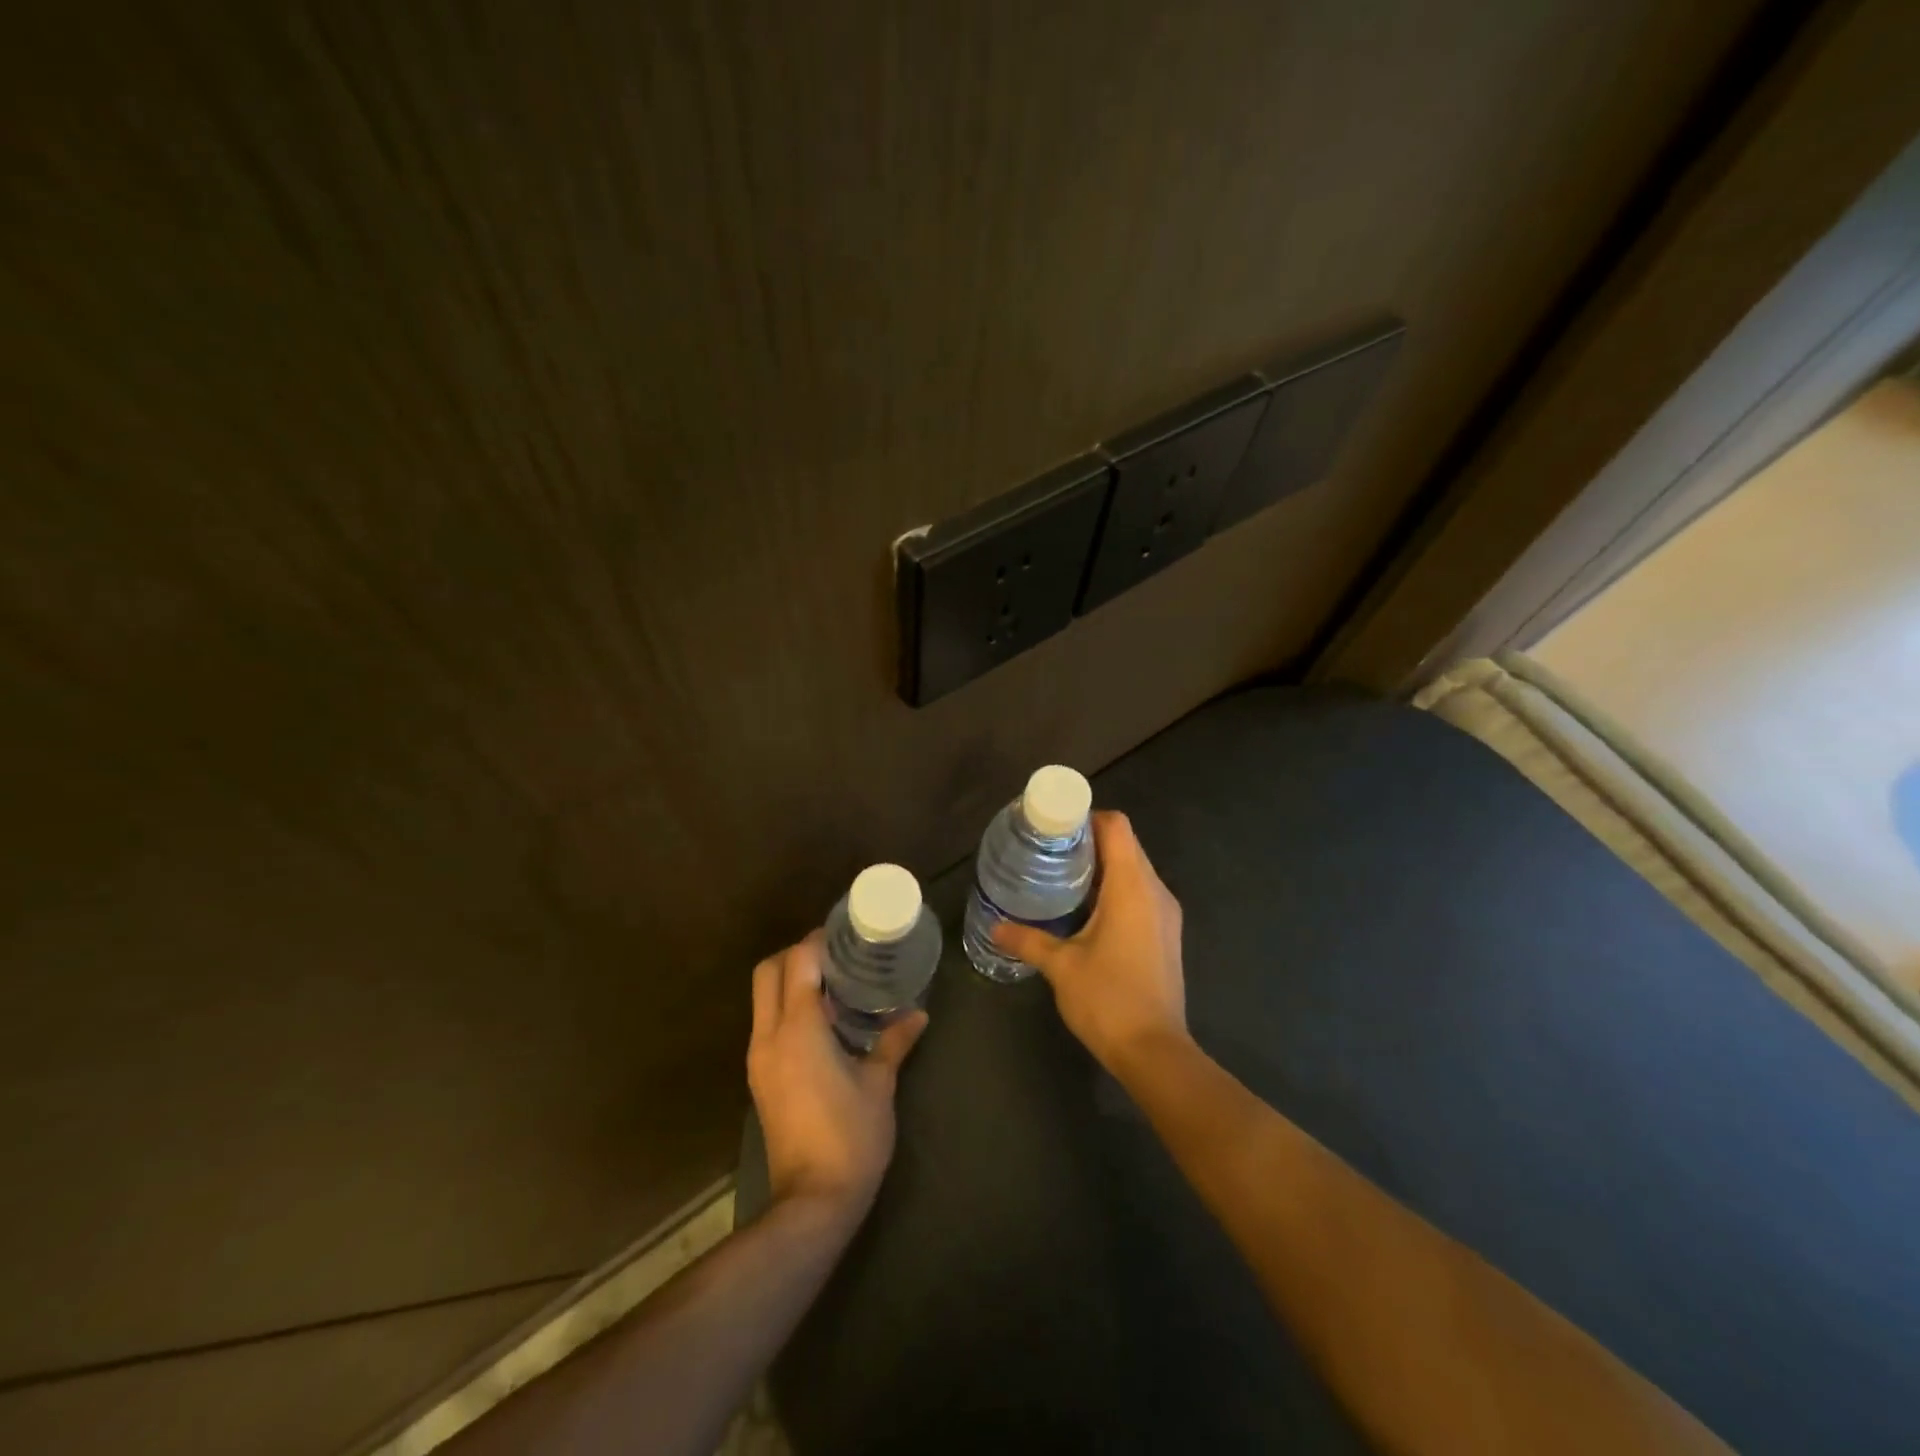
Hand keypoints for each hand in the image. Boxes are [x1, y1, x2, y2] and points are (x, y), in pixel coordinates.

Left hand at [748, 931, 927, 1223]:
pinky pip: (766, 1024)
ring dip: (790, 981)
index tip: (845, 934)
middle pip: (767, 972)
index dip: (818, 941)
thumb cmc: (851, 1136)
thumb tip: (917, 1014)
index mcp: (799, 1028)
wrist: (812, 1202)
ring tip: (833, 984)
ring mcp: (759, 1059)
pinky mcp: (759, 1079)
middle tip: (835, 956)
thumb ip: (895, 1042)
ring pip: (762, 998)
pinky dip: (787, 1008)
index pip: (798, 962)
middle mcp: (770, 1036)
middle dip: (796, 954)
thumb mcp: (879, 1084)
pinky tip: (822, 1022)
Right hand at [993, 811, 1188, 1077]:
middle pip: (1125, 845)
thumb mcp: (1061, 966)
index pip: (1116, 827)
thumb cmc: (1108, 999)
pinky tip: (1084, 910)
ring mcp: (1165, 914)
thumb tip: (995, 926)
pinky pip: (1139, 894)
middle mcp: (1155, 891)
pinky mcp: (1165, 934)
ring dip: (1101, 867)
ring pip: (1133, 870)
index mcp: (1132, 887)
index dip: (1086, 818)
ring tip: (1060, 876)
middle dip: (1088, 842)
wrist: (1155, 1052)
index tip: (1053, 827)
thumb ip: (1028, 939)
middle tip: (1047, 851)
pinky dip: (1114, 889)